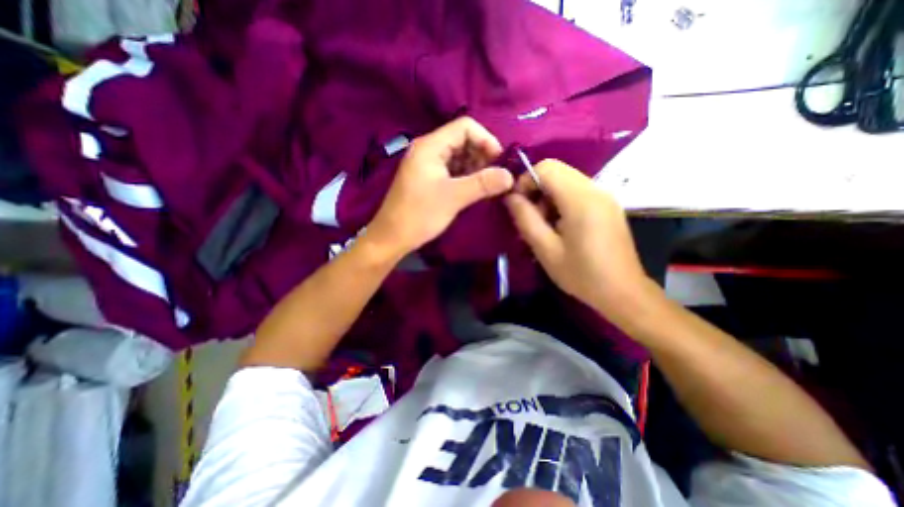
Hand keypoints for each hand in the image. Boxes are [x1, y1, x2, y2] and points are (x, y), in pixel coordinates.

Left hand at [363, 120, 511, 256]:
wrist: (392, 237)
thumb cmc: (420, 214)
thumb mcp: (454, 197)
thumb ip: (483, 183)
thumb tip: (510, 176)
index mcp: (430, 146)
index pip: (465, 126)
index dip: (486, 140)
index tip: (499, 162)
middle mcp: (428, 150)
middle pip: (462, 140)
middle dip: (482, 155)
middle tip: (495, 176)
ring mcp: (427, 165)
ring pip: (458, 157)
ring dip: (475, 168)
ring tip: (487, 185)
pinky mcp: (428, 179)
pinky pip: (451, 170)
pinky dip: (465, 177)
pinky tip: (474, 190)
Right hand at [505, 160, 645, 314]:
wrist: (622, 292)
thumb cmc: (581, 275)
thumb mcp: (546, 250)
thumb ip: (525, 219)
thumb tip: (510, 197)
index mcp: (581, 200)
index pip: (547, 168)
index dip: (526, 180)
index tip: (517, 204)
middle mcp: (596, 190)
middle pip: (557, 171)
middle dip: (536, 189)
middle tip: (530, 218)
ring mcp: (604, 196)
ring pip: (566, 180)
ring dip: (548, 197)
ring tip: (544, 225)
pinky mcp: (607, 204)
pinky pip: (577, 191)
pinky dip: (561, 201)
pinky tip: (559, 226)